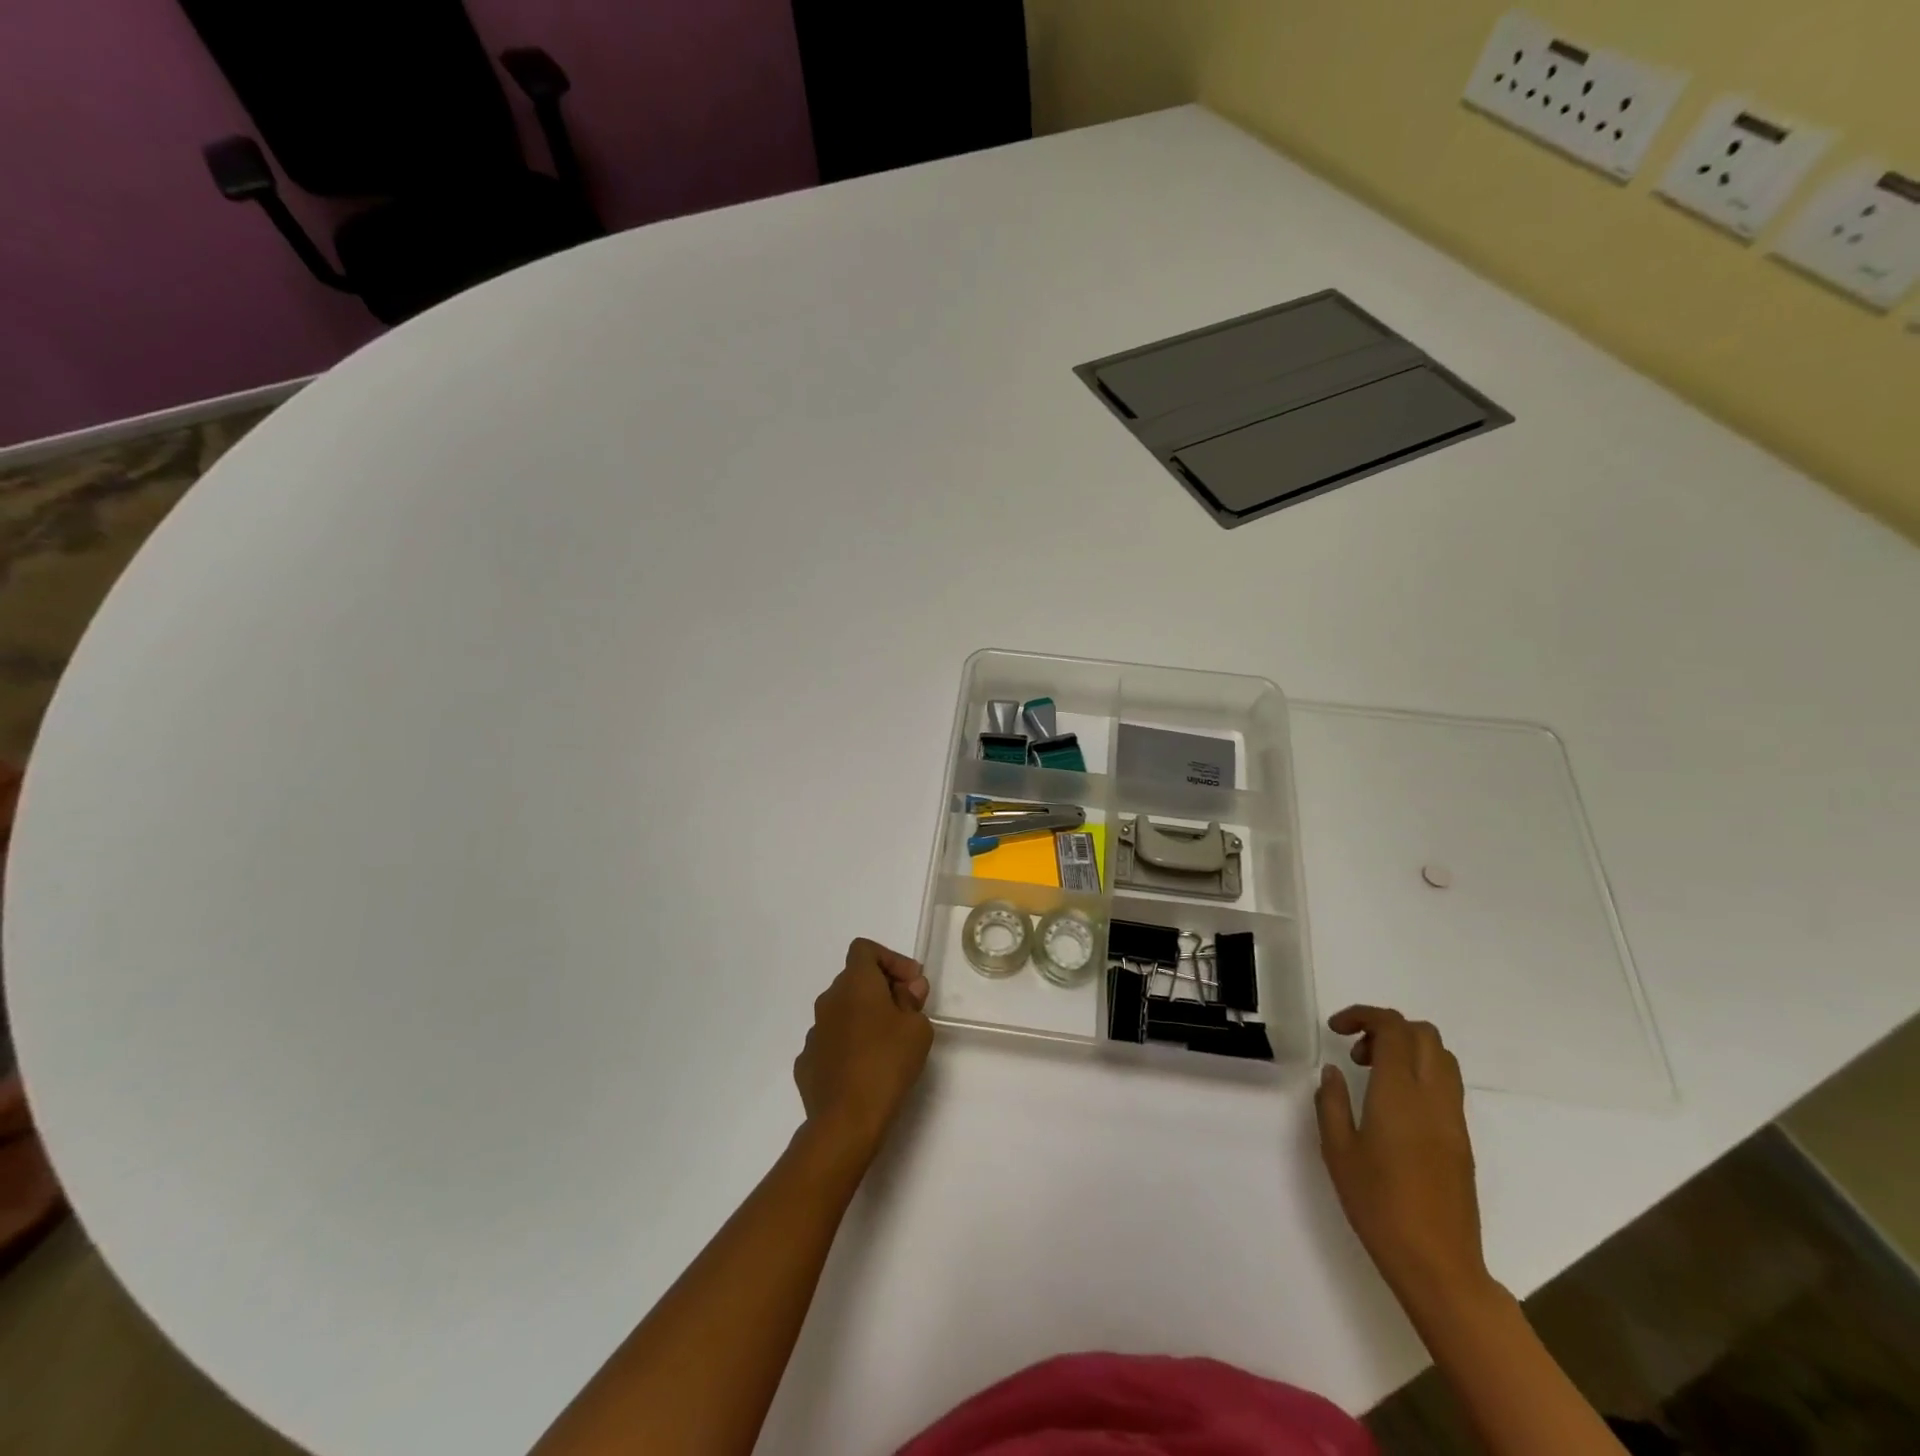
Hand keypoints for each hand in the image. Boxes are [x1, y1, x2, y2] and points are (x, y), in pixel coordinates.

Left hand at [793, 939, 932, 1164]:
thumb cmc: (887, 1063)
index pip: (865, 949)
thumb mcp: (917, 1028)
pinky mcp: (806, 1062)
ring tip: (888, 1044)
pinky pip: (832, 1042)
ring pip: (842, 1012)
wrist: (846, 1120)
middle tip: (907, 1013)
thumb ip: (912, 1001)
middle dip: (882, 989)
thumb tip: (907, 990)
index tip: (912, 983)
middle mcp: (829, 1000)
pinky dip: (849, 1045)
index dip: (891, 959)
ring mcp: (814, 1032)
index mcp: (855, 983)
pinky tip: (864, 1068)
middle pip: (854, 980)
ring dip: (864, 1018)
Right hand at [1315, 1006, 1488, 1304]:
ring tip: (1373, 1074)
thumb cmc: (1378, 1205)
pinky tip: (1393, 1104)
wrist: (1438, 1265)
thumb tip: (1334, 1072)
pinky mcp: (1462, 1140)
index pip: (1393, 1029)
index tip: (1335, 1029)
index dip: (1363, 1016)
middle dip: (1386, 1027)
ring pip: (1441, 1057)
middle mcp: (1433, 1097)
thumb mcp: (1337, 1151)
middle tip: (1355, 1051)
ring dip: (1407, 1049)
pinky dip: (1420, 1073)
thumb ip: (1332, 1102)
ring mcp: (1453, 1119)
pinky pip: (1447, 1084)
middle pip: (1423, 1034)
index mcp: (1400, 1094)